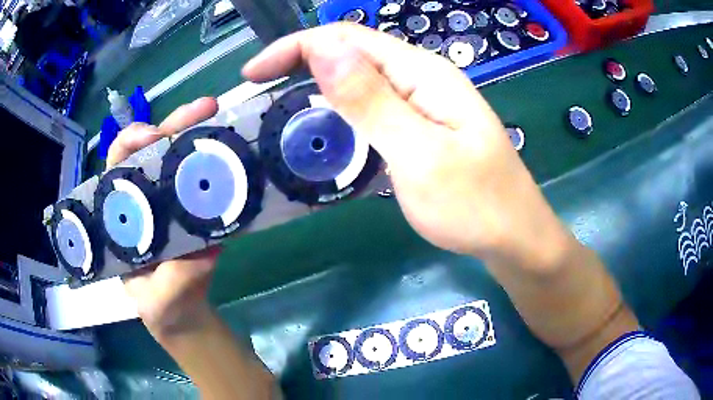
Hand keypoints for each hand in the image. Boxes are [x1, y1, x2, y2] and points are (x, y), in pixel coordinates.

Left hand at [106, 98, 220, 336]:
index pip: (117, 167)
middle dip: (174, 124)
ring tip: (219, 117)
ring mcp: (173, 200)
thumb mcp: (161, 300)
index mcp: (122, 215)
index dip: (129, 144)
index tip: (151, 135)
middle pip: (152, 150)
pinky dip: (218, 158)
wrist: (186, 317)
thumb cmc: (162, 308)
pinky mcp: (197, 207)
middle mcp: (145, 199)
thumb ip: (176, 278)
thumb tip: (205, 249)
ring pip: (180, 156)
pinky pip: (205, 177)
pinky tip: (234, 148)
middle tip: (205, 108)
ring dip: (198, 132)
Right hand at [243, 23, 569, 268]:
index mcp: (423, 73)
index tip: (253, 74)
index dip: (295, 47)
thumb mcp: (419, 154)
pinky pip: (375, 107)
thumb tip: (324, 50)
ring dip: (319, 87)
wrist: (514, 238)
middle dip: (300, 64)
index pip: (346, 39)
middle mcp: (422, 78)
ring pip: (362, 81)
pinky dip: (342, 111)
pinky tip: (326, 127)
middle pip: (353, 55)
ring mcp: (425, 103)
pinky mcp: (424, 127)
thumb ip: (371, 100)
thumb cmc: (475, 205)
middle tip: (260, 92)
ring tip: (281, 108)